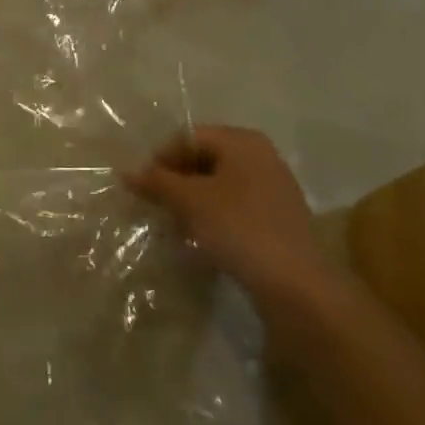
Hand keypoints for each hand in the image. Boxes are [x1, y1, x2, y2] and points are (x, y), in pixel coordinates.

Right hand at [122, 124, 330, 311]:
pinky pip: (235, 207)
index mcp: (242, 141)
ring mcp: (273, 188)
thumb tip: (125, 172)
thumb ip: (157, 182)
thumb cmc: (240, 229)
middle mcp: (261, 156)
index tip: (143, 187)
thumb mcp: (190, 201)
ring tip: (175, 225)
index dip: (161, 159)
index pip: (188, 137)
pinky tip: (201, 239)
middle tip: (156, 206)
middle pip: (204, 159)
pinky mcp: (278, 219)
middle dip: (176, 181)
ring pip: (219, 185)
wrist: (298, 287)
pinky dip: (214, 217)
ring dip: (192, 201)